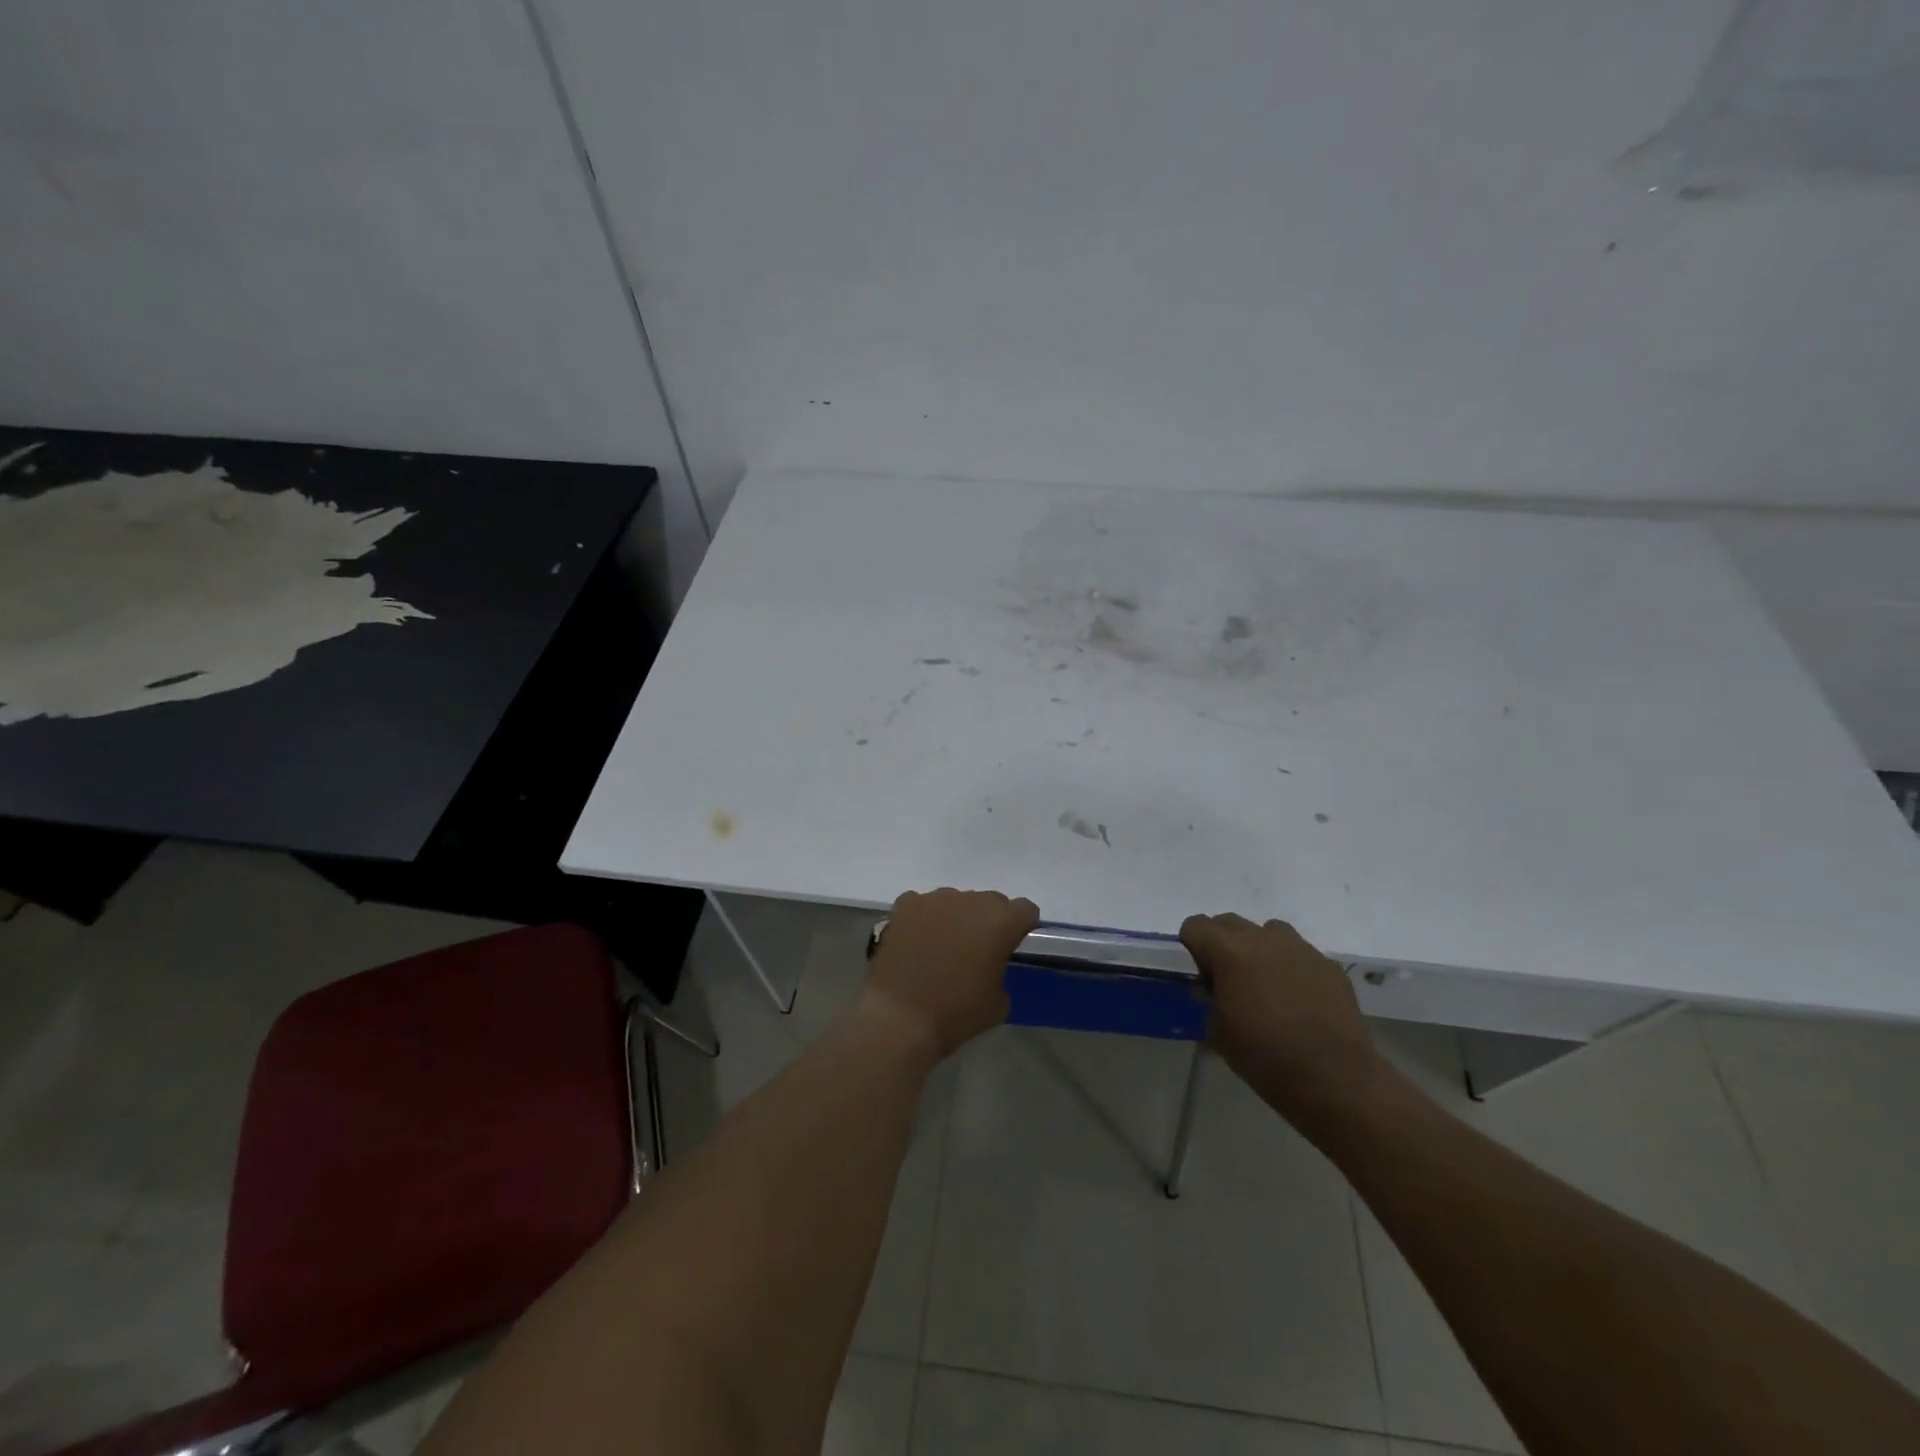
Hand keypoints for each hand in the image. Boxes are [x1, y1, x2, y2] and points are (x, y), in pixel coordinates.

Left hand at [862, 889, 1039, 1057]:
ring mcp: (935, 899)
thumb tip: (990, 965)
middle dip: (988, 921)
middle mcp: (970, 901)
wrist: (900, 1018)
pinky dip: (924, 918)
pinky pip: (922, 904)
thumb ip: (1002, 971)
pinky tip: (916, 941)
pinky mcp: (905, 905)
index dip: (1021, 926)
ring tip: (942, 947)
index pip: (1025, 909)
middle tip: (976, 950)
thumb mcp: (999, 1003)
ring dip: (956, 918)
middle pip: (990, 901)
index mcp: (1001, 922)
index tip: (1012, 945)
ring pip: (955, 900)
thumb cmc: (956, 1013)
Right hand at [1181, 913, 1381, 1132]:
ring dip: (1259, 949)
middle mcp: (1263, 938)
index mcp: (1229, 951)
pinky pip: (1300, 954)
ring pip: (1268, 932)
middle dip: (1222, 943)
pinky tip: (1299, 1000)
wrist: (1333, 1077)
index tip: (1202, 975)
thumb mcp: (1218, 1031)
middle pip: (1229, 922)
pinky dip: (1292, 967)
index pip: (1195, 925)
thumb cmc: (1264, 1055)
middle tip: (1229, 979)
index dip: (1193, 947)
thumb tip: (1217, 990)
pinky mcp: (1328, 965)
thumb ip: (1211, 999)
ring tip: (1266, 984)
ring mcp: (1300, 948)